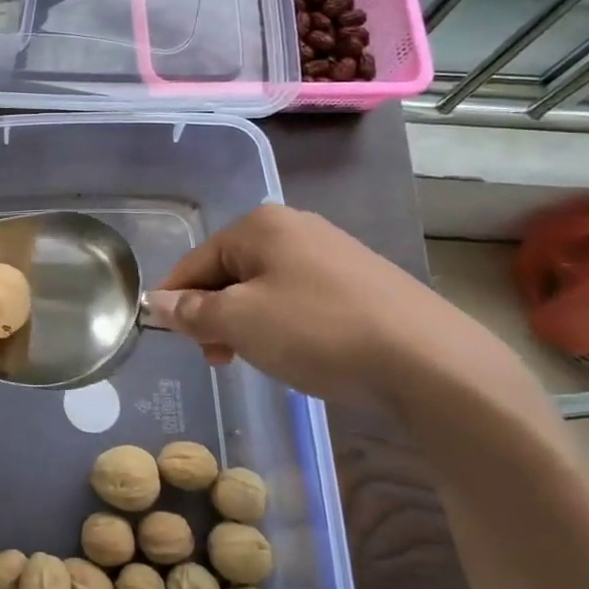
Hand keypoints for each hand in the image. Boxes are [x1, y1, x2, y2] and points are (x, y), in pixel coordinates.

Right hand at [144, 205, 486, 403]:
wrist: (432, 363)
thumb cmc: (319, 331)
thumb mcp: (240, 322)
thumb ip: (192, 310)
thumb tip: (156, 303)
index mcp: (260, 225)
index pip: (195, 260)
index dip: (175, 299)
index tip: (171, 338)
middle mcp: (295, 227)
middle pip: (230, 271)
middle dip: (214, 314)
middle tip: (218, 357)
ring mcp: (333, 252)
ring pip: (264, 287)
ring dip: (247, 322)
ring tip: (257, 359)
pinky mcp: (362, 281)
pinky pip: (300, 297)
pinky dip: (284, 323)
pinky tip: (298, 352)